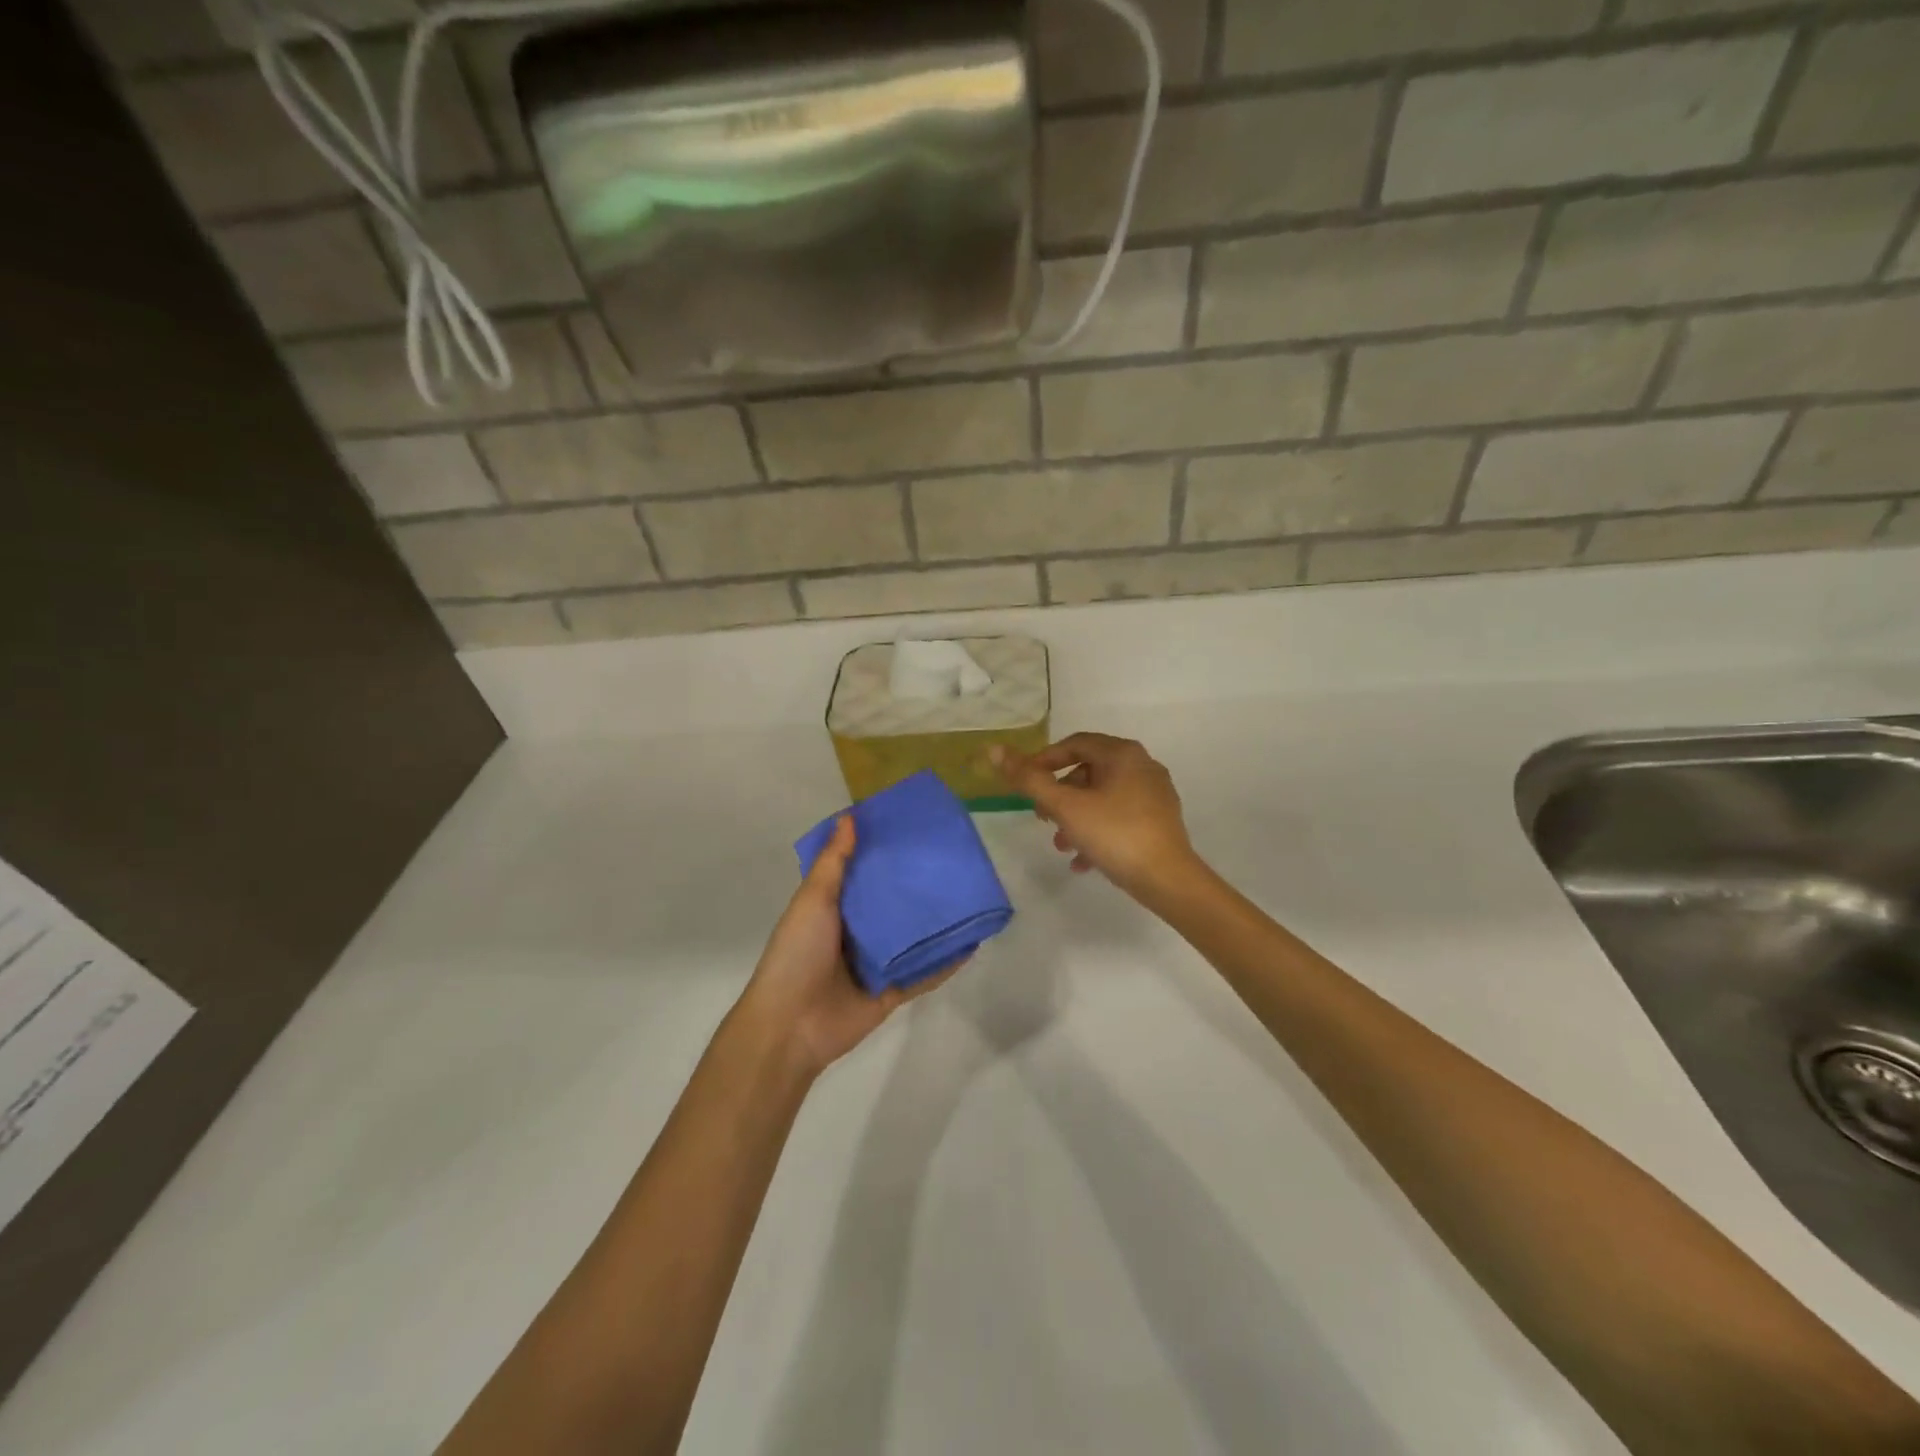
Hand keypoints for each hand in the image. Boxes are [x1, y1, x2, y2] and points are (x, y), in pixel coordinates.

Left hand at [736, 816, 959, 1077]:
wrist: (791, 1026)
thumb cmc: (797, 954)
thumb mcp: (813, 901)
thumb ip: (834, 863)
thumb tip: (850, 816)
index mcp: (834, 907)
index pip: (864, 873)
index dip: (884, 852)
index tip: (913, 829)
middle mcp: (856, 931)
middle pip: (892, 904)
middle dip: (915, 885)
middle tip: (949, 859)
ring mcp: (876, 962)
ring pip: (912, 937)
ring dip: (935, 922)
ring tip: (968, 895)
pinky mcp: (891, 991)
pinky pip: (923, 974)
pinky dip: (945, 962)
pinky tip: (971, 943)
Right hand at [991, 734, 1199, 901]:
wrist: (1168, 879)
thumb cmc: (1114, 834)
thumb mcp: (1065, 807)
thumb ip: (1029, 779)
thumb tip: (995, 750)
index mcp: (1122, 754)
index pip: (1074, 744)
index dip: (1044, 761)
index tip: (1025, 785)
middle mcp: (1142, 766)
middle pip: (1088, 771)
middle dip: (1060, 795)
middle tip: (1042, 819)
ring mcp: (1154, 794)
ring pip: (1102, 798)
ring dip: (1076, 818)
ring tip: (1061, 845)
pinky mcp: (1159, 820)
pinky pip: (1119, 817)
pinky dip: (1097, 831)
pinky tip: (1083, 861)